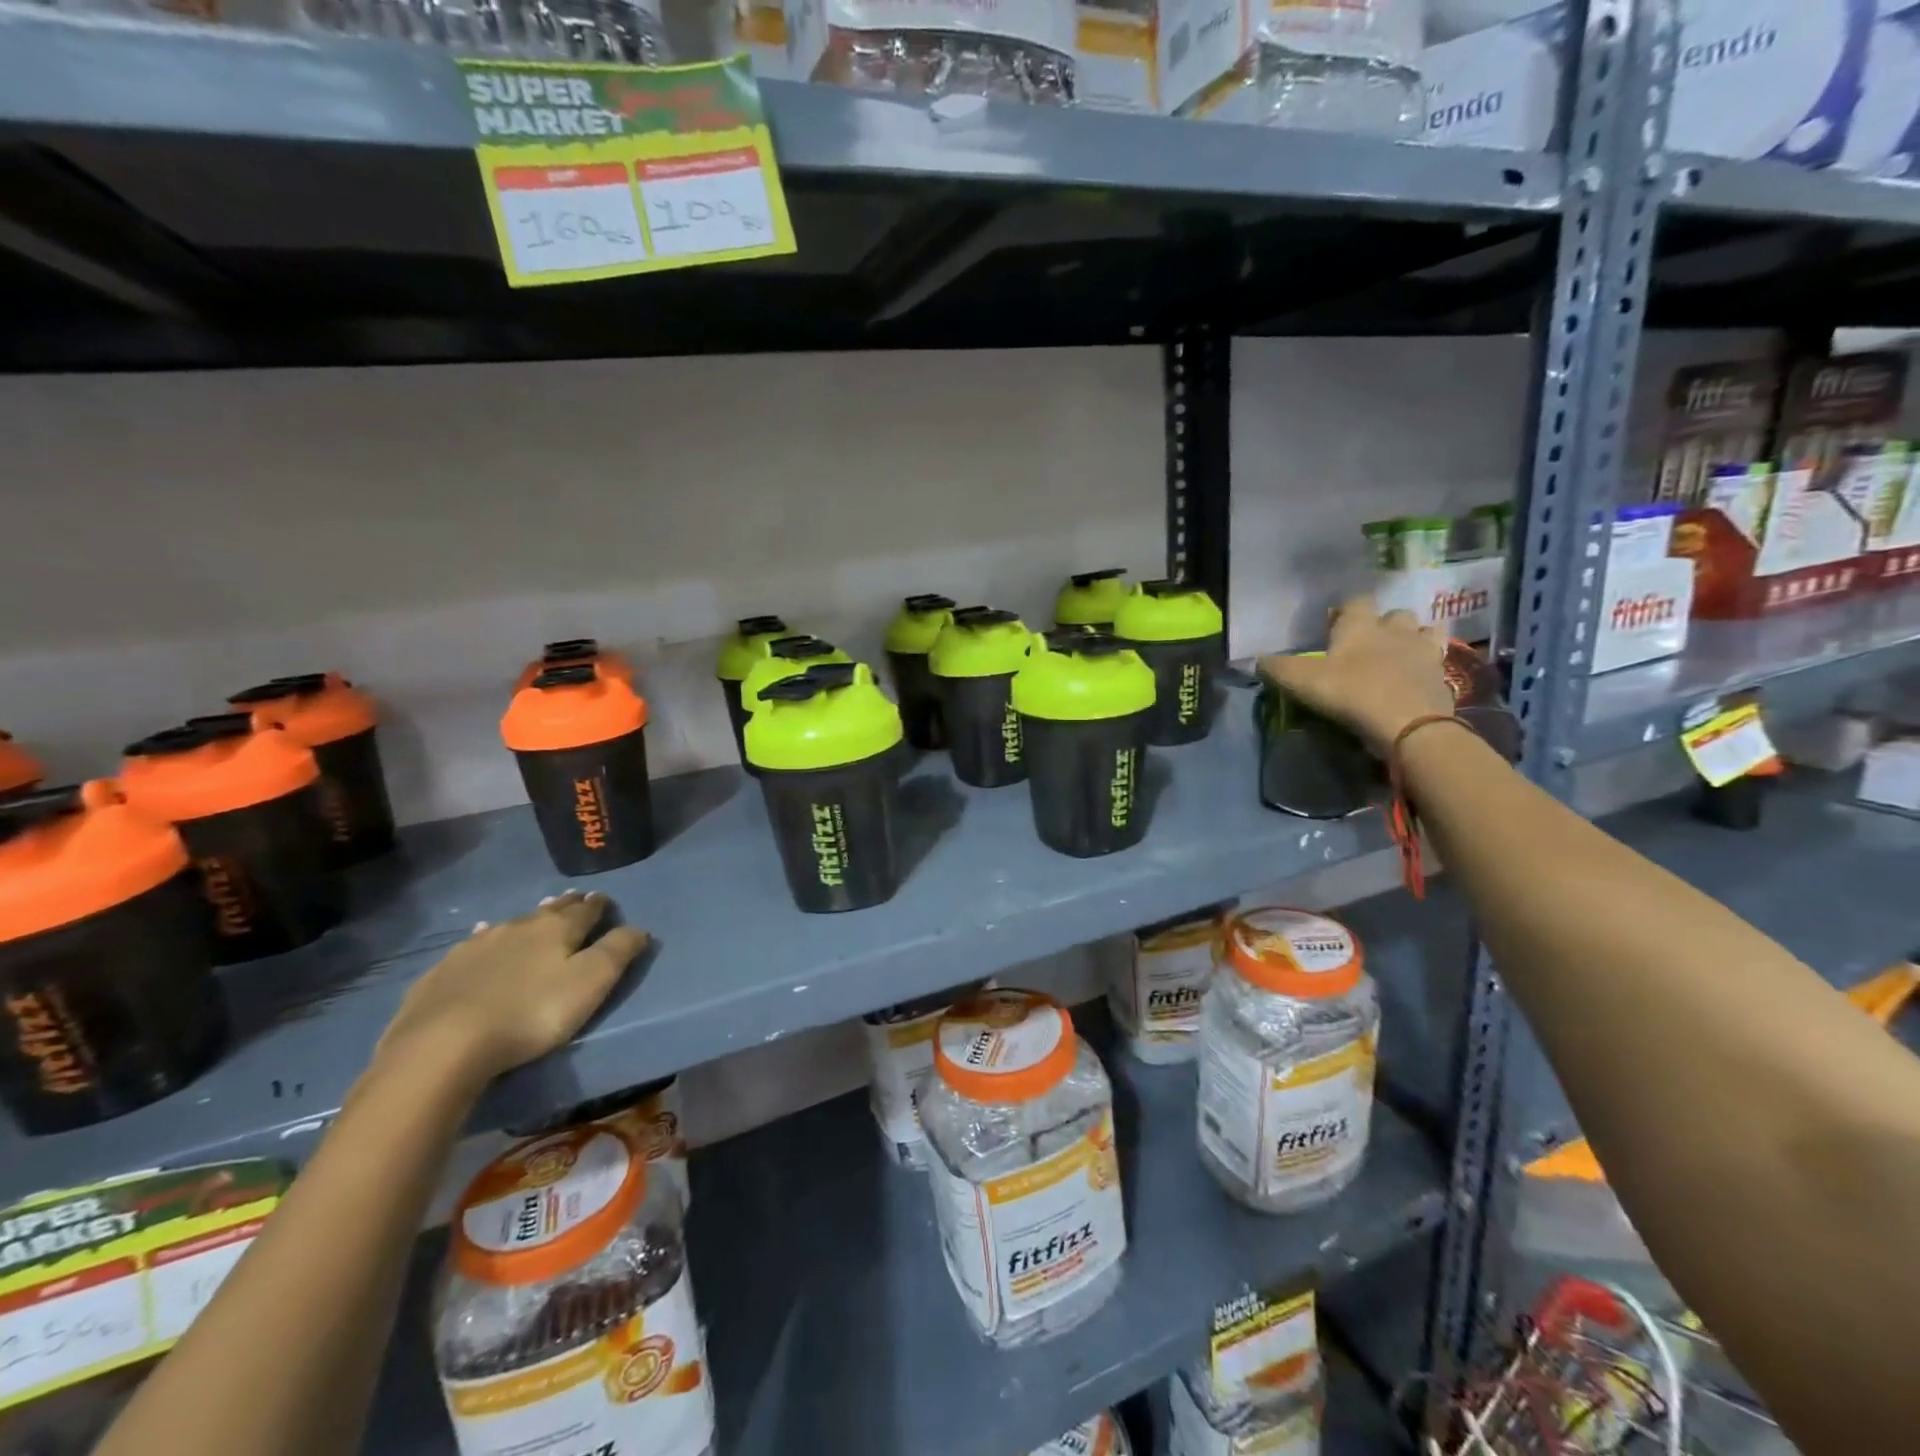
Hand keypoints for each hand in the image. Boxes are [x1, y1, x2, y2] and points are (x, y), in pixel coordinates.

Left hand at [373, 891, 648, 1088]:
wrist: (443, 1044)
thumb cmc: (532, 1013)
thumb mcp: (591, 983)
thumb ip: (618, 951)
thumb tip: (638, 928)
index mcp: (557, 929)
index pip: (586, 909)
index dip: (598, 905)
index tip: (604, 899)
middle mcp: (518, 927)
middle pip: (548, 912)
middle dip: (565, 905)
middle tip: (574, 899)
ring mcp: (476, 946)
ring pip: (511, 924)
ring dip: (527, 921)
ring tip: (535, 917)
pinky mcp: (444, 971)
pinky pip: (474, 944)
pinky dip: (487, 939)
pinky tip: (481, 938)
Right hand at [1258, 596, 1454, 755]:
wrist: (1408, 724)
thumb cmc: (1351, 693)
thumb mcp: (1300, 681)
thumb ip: (1276, 668)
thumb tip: (1257, 660)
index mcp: (1360, 625)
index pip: (1356, 602)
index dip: (1345, 612)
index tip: (1334, 627)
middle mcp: (1395, 629)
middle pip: (1393, 614)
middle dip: (1383, 624)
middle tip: (1367, 645)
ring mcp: (1424, 650)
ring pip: (1422, 631)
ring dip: (1411, 638)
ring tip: (1397, 657)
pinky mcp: (1443, 675)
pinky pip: (1437, 660)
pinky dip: (1427, 665)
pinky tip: (1416, 678)